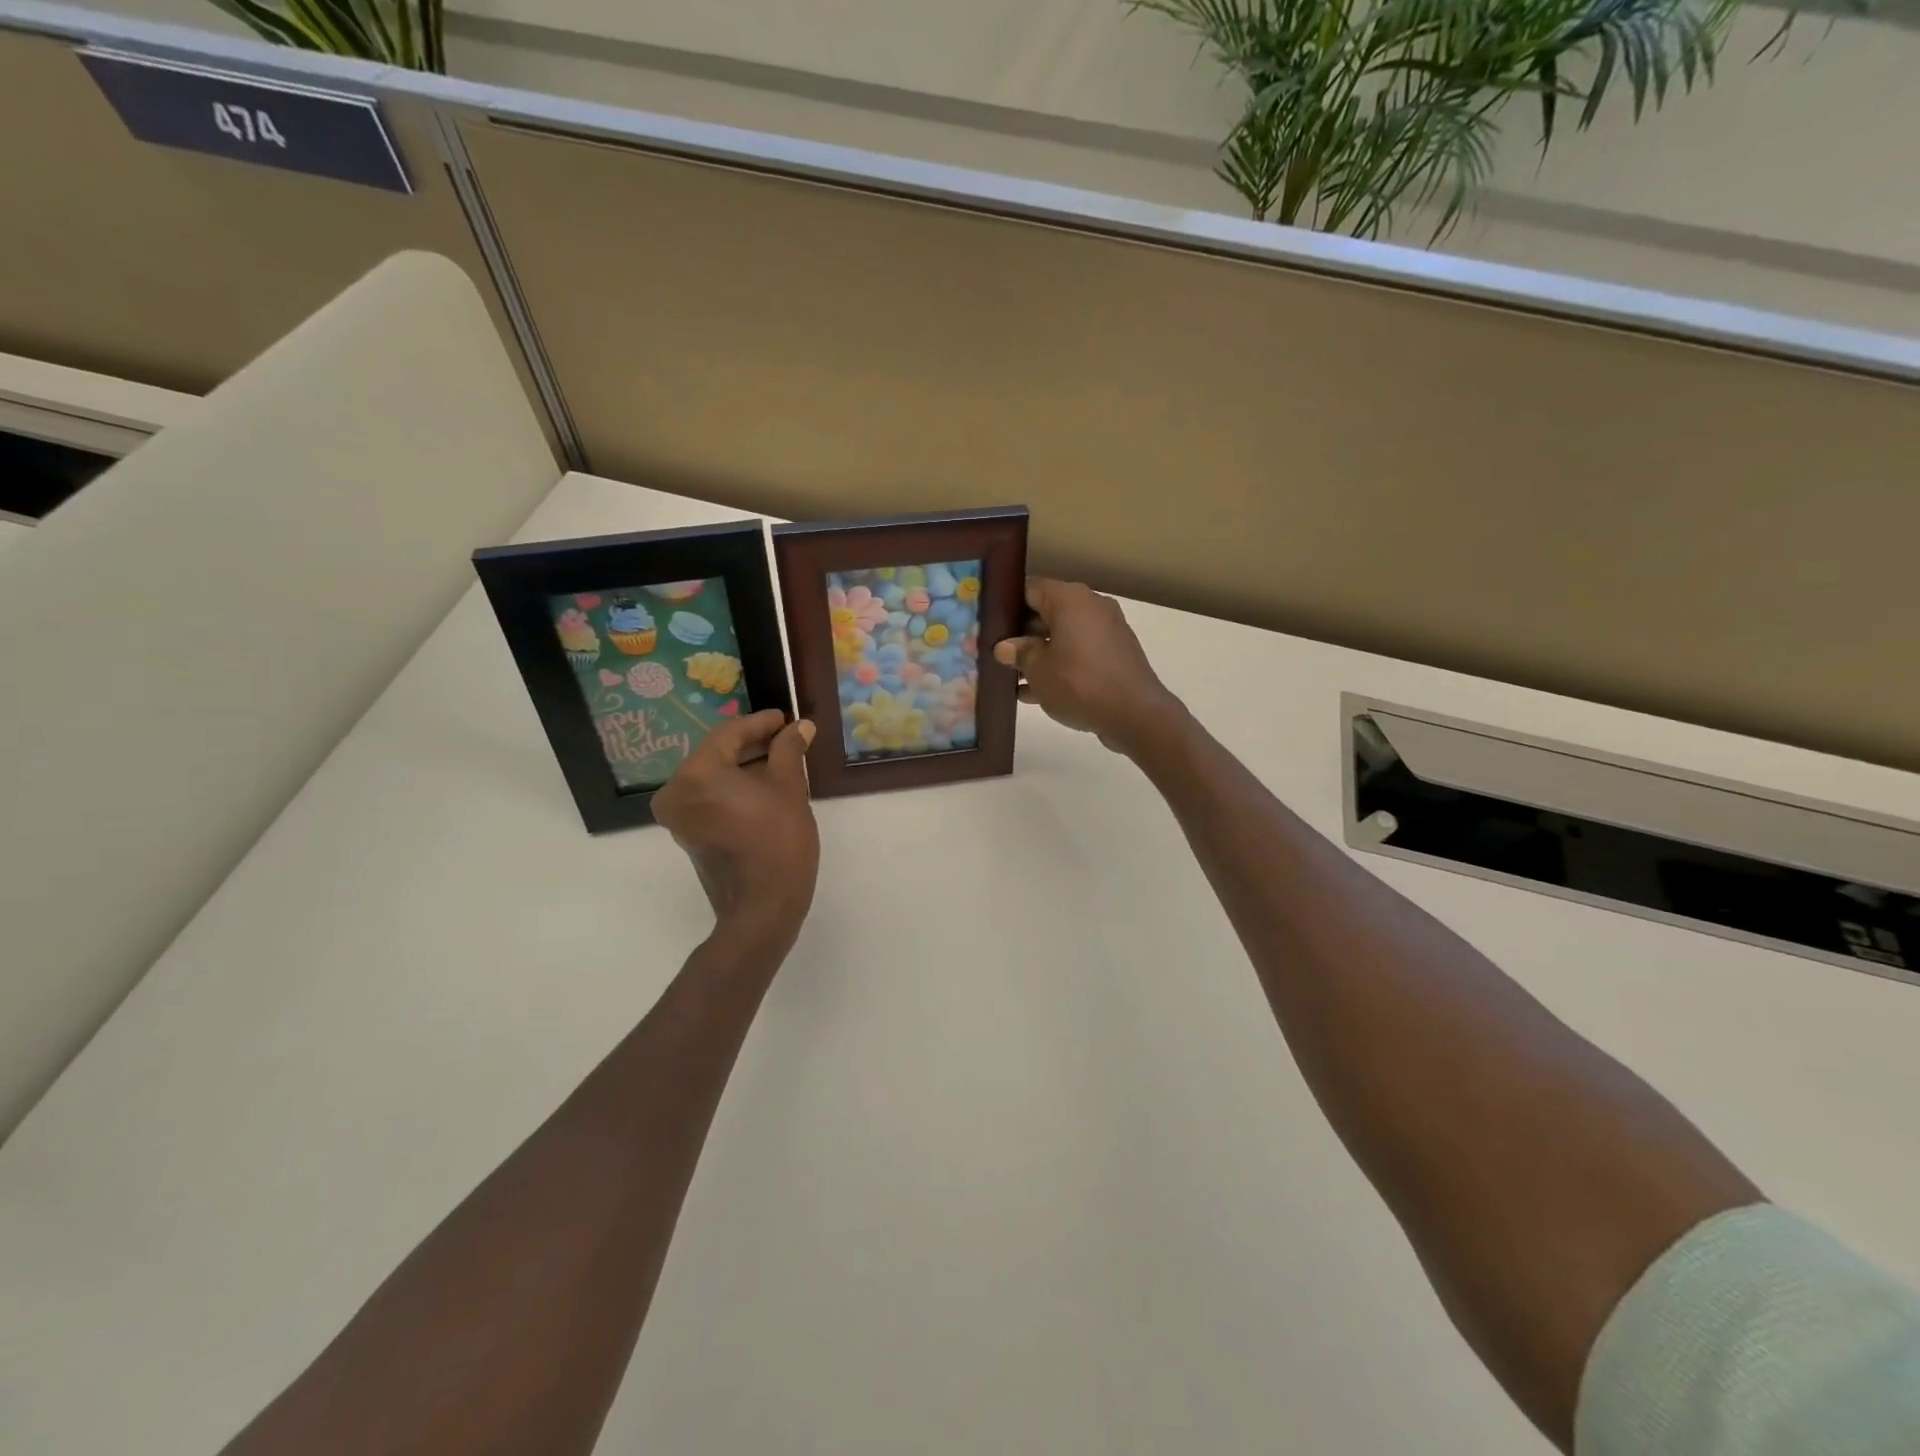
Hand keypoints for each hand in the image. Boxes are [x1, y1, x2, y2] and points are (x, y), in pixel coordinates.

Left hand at [652, 710, 819, 939]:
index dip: (761, 723)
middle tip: (787, 737)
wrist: (762, 908)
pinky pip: (710, 798)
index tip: (785, 717)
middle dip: (753, 745)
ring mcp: (678, 816)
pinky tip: (765, 786)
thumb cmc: (778, 842)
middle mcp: (677, 791)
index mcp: (697, 774)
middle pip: (718, 754)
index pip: (729, 734)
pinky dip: (734, 789)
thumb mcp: (789, 788)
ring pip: (714, 777)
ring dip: (745, 767)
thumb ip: (789, 750)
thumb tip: (799, 726)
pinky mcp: (688, 834)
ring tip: (782, 761)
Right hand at [993, 578, 1185, 756]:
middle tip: (996, 653)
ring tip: (1011, 677)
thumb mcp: (1038, 670)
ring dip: (1039, 654)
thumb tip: (1004, 647)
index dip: (1006, 605)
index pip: (1030, 589)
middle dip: (1021, 634)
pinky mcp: (1115, 656)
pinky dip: (1060, 666)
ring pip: (1063, 636)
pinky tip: (1035, 692)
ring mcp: (1107, 631)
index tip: (988, 624)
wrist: (1135, 714)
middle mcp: (1091, 607)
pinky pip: (1080, 653)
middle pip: (1047, 612)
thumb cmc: (1079, 683)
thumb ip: (1019, 653)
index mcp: (1070, 599)